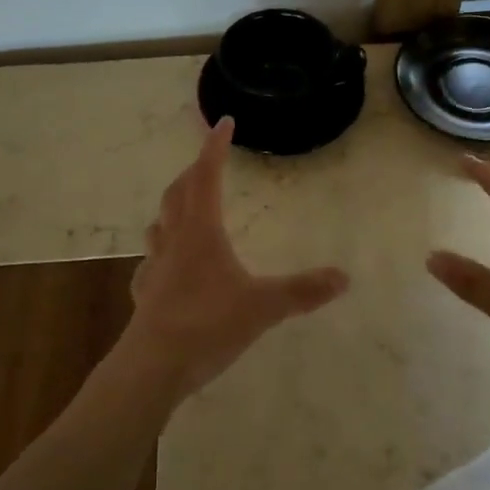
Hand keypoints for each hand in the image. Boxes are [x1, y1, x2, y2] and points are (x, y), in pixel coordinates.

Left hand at [121, 117, 349, 399]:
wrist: (153, 367)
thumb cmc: (208, 325)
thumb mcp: (264, 307)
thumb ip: (303, 291)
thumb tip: (344, 277)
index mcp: (201, 231)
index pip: (206, 176)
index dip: (214, 147)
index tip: (223, 122)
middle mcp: (174, 240)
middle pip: (178, 193)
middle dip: (194, 172)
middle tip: (208, 162)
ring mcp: (155, 267)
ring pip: (159, 224)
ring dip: (173, 207)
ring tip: (186, 207)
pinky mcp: (145, 294)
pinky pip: (152, 262)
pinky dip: (162, 251)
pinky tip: (168, 266)